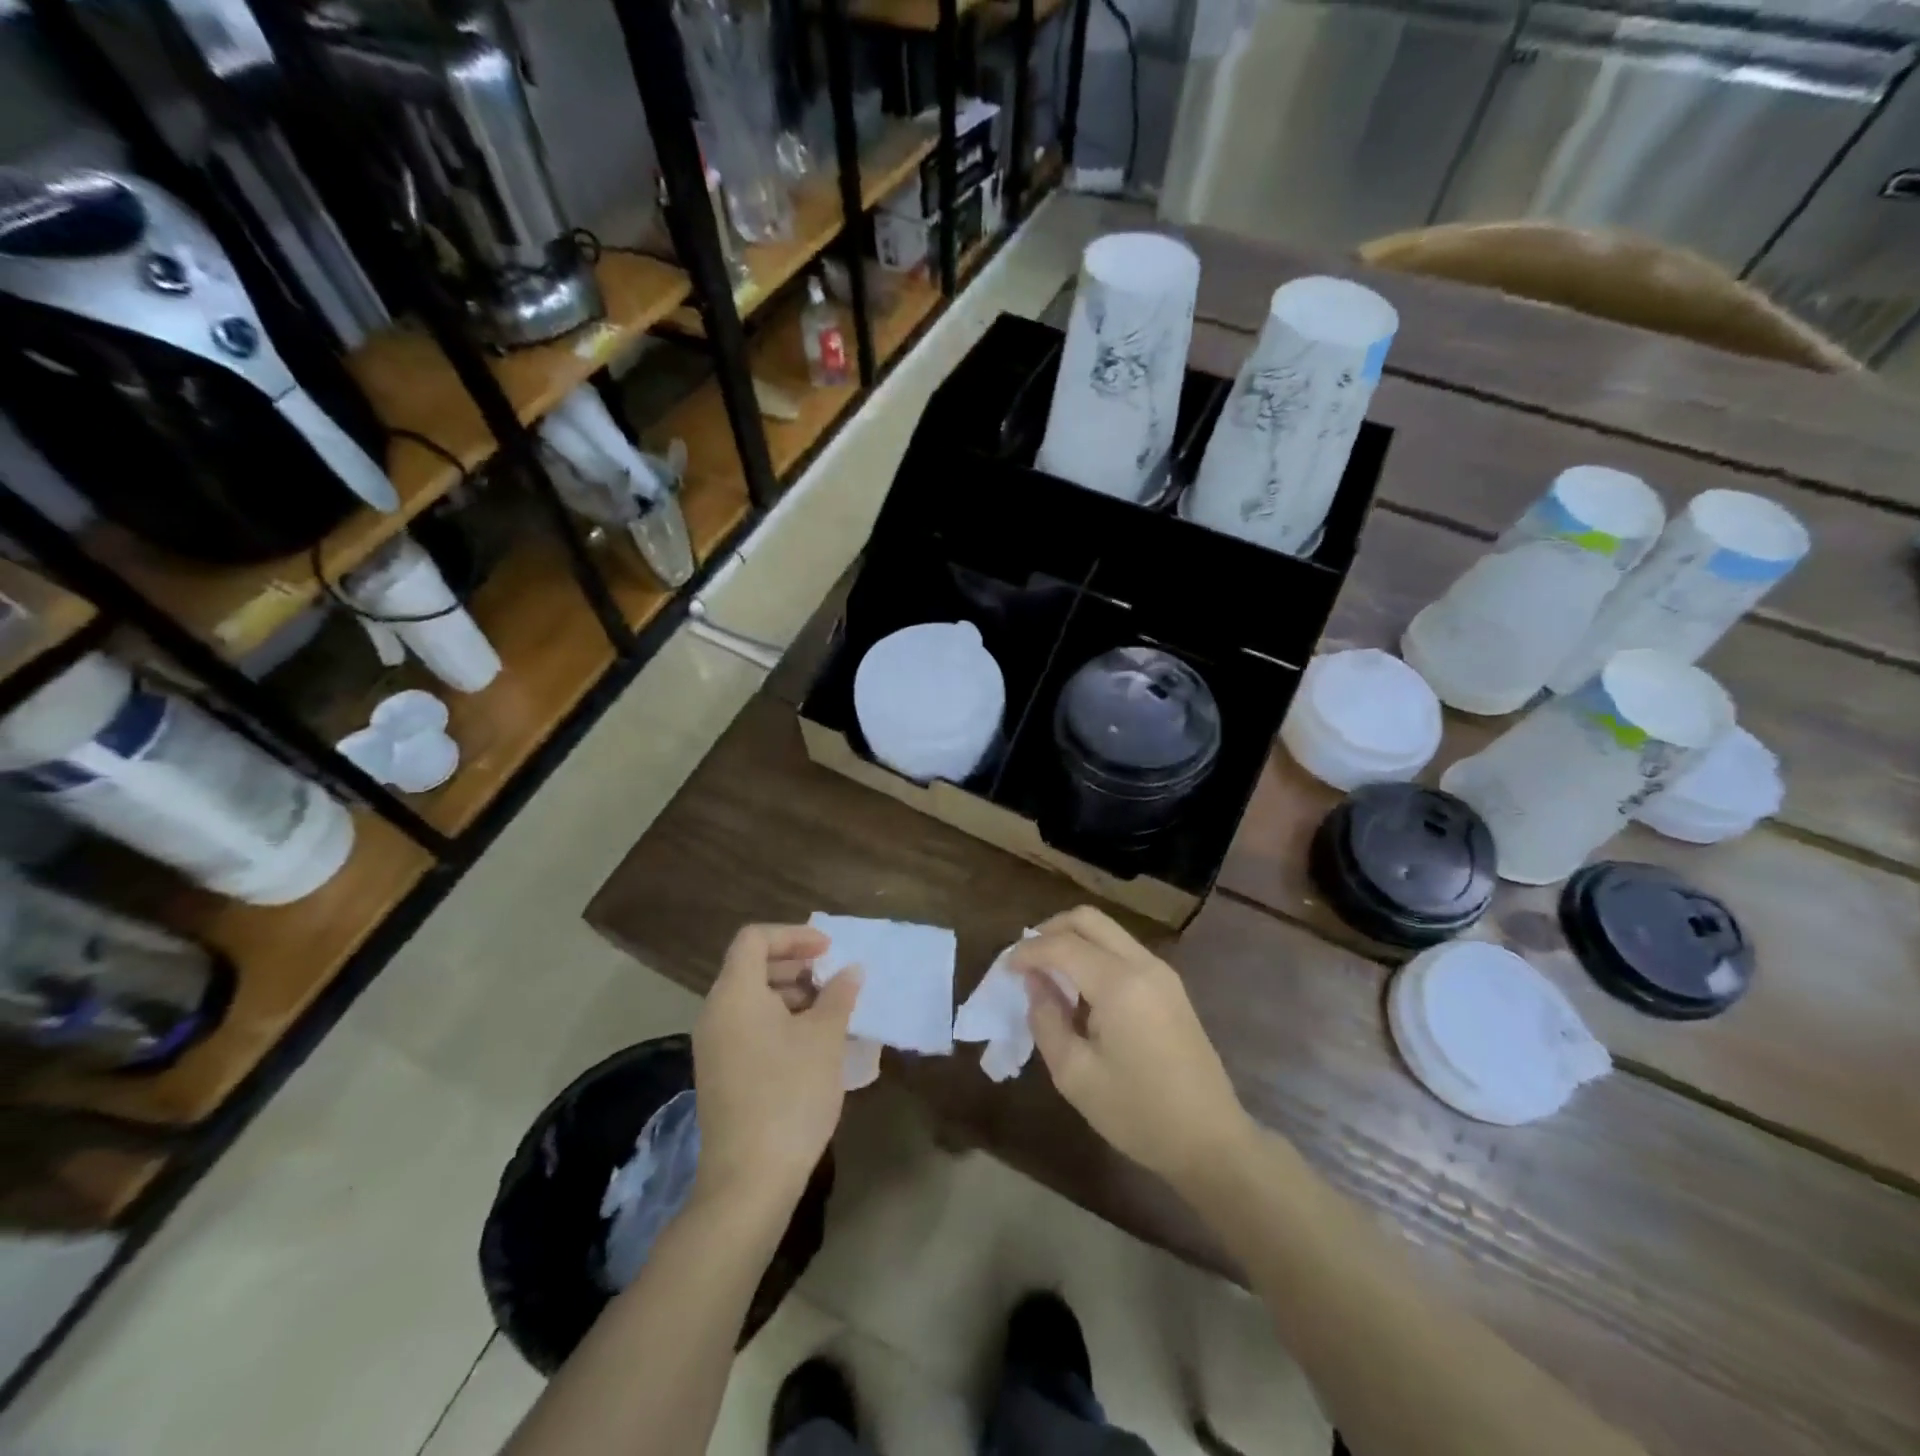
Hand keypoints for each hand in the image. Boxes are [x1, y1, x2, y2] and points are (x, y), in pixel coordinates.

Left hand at [691, 923, 859, 1211]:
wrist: (749, 1179)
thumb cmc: (789, 1094)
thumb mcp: (825, 1038)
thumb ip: (838, 995)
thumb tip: (849, 971)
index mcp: (735, 994)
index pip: (755, 939)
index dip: (794, 935)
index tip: (828, 950)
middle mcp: (716, 1013)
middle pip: (750, 966)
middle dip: (794, 964)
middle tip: (832, 977)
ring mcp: (714, 1046)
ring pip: (751, 999)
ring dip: (790, 994)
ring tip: (829, 1011)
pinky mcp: (719, 1073)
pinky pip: (748, 1026)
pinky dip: (778, 1020)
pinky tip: (811, 1043)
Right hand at [1012, 906, 1256, 1191]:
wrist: (1211, 1141)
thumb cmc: (1138, 1114)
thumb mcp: (1075, 1075)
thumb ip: (1047, 1020)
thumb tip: (1035, 983)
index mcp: (1119, 984)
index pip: (1062, 945)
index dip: (1027, 952)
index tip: (1005, 970)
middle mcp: (1142, 964)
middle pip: (1088, 919)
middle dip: (1050, 931)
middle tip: (1026, 960)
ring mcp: (1161, 973)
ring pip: (1107, 931)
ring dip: (1073, 941)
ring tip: (1049, 975)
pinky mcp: (1171, 987)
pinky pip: (1123, 950)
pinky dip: (1094, 955)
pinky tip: (1081, 990)